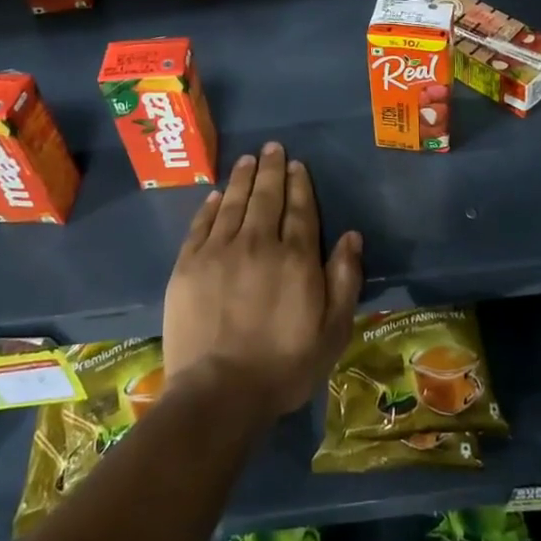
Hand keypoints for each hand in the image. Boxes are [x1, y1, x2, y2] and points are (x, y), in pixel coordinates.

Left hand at [162, 142, 362, 421]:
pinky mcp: (189, 265)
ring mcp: (220, 252)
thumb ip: (345, 279)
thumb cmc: (284, 365)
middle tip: (272, 148)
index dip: (299, 184)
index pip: (300, 209)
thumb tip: (351, 236)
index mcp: (296, 258)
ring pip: (235, 203)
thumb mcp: (333, 330)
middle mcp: (259, 243)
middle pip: (267, 197)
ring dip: (243, 178)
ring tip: (248, 159)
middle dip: (271, 169)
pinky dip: (211, 206)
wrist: (219, 393)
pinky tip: (218, 194)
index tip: (297, 164)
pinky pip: (202, 225)